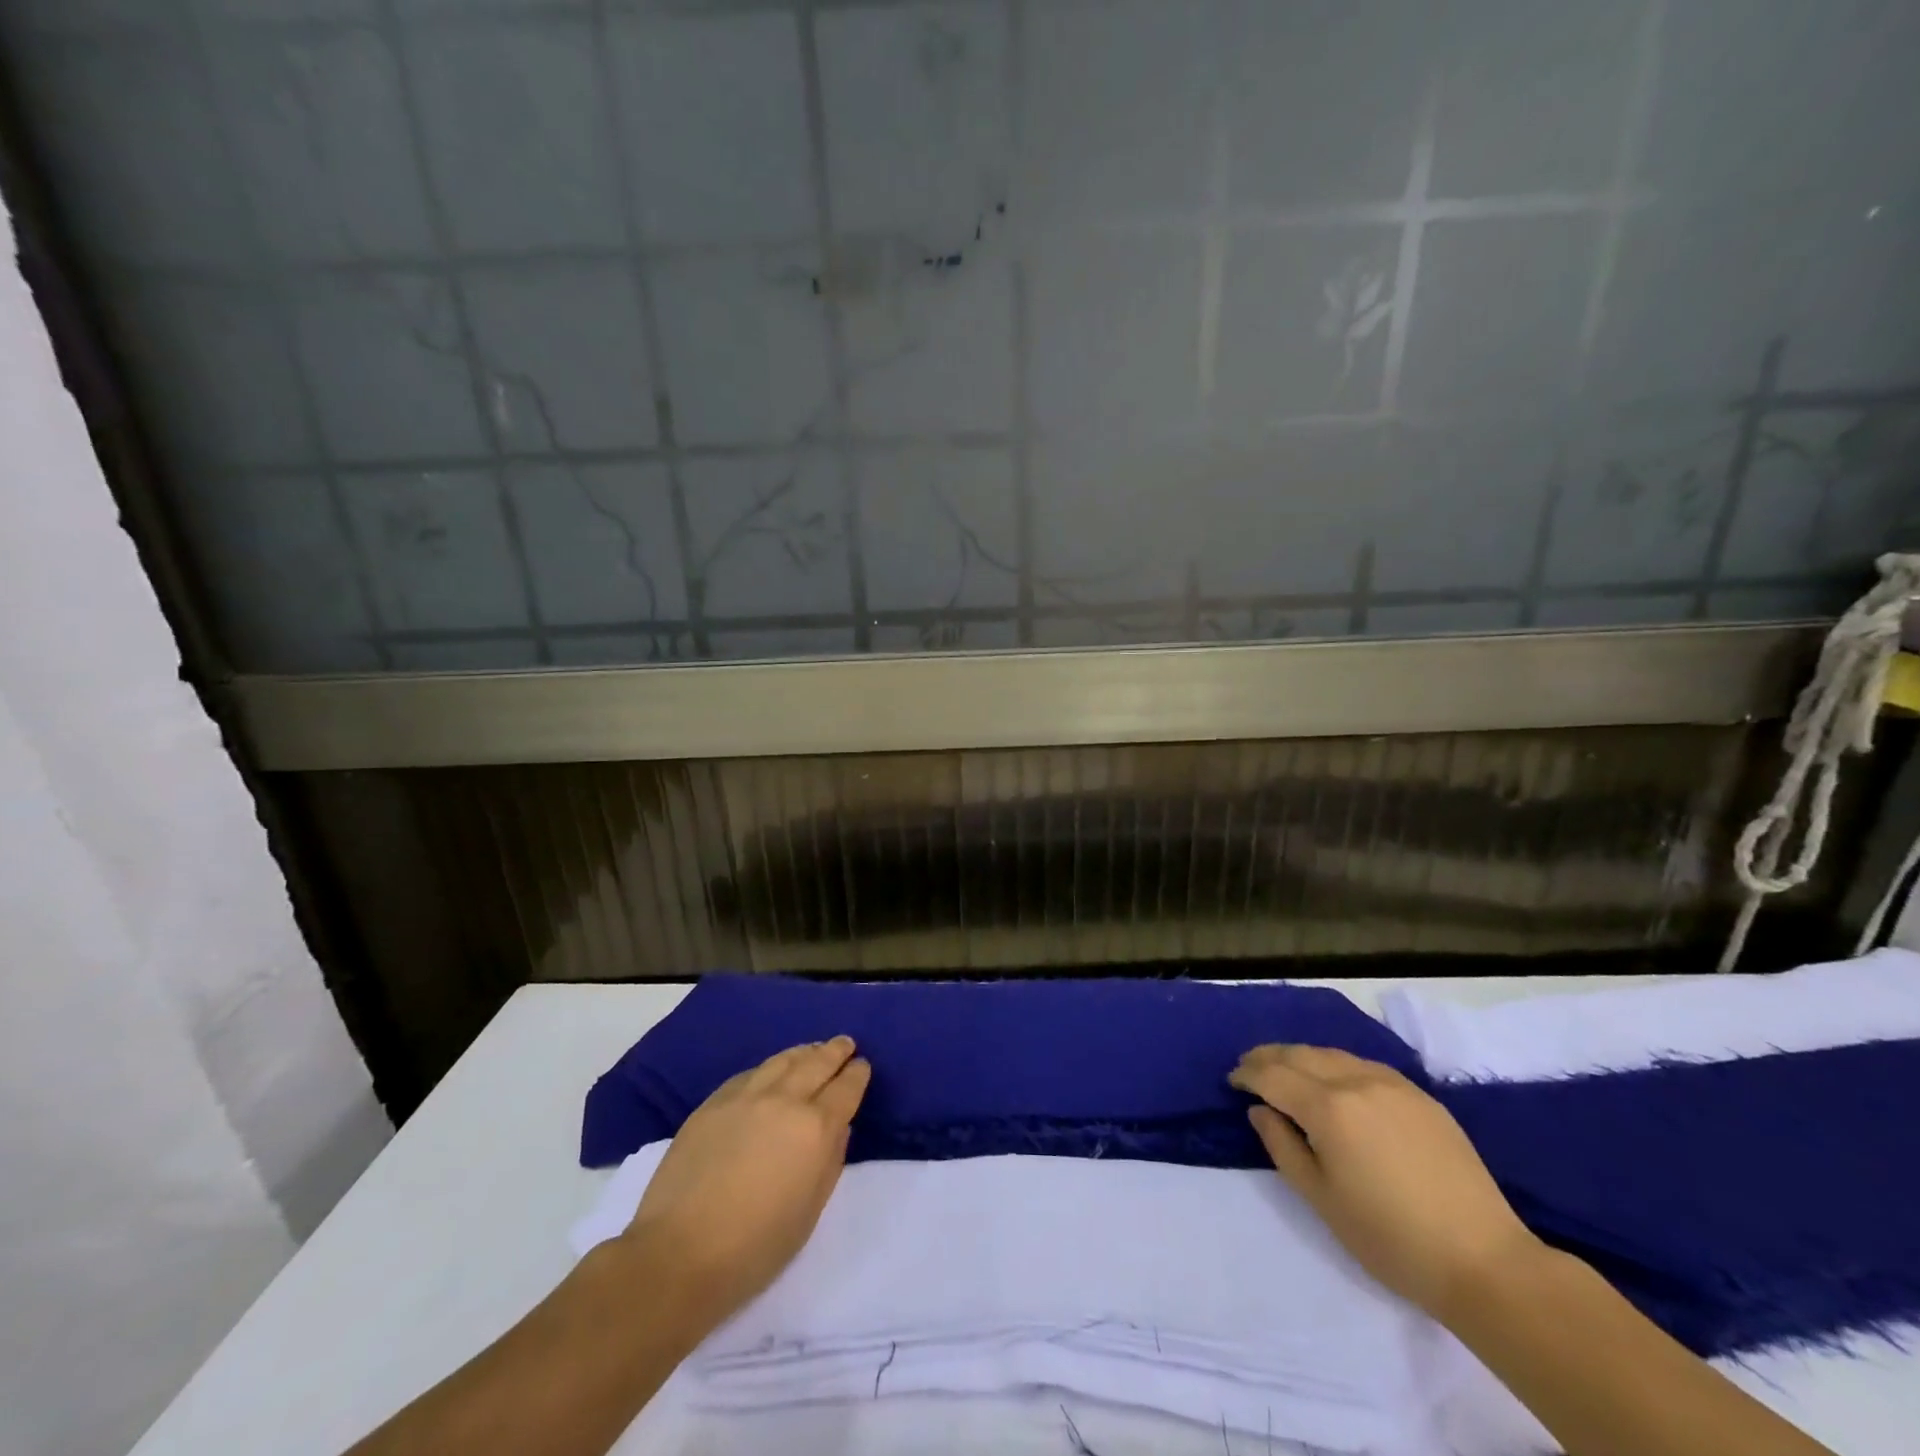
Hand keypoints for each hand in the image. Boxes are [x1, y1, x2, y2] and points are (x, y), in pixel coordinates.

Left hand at [622, 1036, 870, 1326]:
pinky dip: (770, 1067)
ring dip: (804, 1052)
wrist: (678, 1254)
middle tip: (845, 1044)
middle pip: (817, 1063)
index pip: (846, 1088)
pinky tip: (771, 1071)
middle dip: (835, 1052)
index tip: (862, 1067)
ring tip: (813, 1049)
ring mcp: (746, 1096)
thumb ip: (830, 1161)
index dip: (857, 1074)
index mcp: (815, 1128)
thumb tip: (837, 1128)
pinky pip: (751, 1073)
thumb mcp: (810, 1212)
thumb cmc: (755, 1248)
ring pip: (783, 1060)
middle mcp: (785, 1100)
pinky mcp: (714, 1102)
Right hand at [1230, 1044, 1544, 1319]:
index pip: (1273, 1075)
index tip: (1232, 1081)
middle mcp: (1356, 1081)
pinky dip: (1335, 1064)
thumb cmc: (1390, 1238)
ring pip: (1332, 1054)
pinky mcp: (1420, 1095)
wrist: (1483, 1261)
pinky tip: (1333, 1080)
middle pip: (1299, 1055)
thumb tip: (1260, 1111)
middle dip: (1268, 1057)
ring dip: (1300, 1057)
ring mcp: (1392, 1084)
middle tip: (1249, 1068)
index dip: (1247, 1074)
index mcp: (1328, 1108)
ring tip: (1285, 1070)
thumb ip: (1282, 1147)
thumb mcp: (1321, 1199)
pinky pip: (1364, 1065)